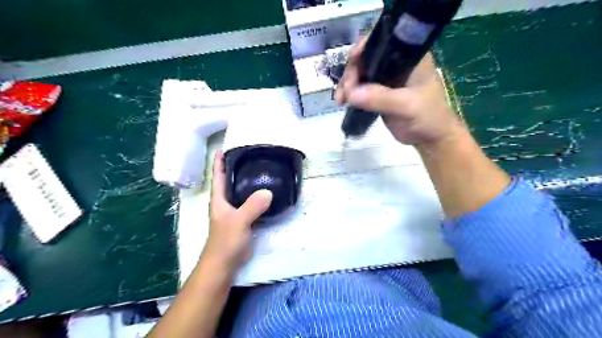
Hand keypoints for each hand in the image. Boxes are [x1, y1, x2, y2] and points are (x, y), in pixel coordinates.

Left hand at [204, 151, 274, 270]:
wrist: (224, 264)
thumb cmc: (226, 241)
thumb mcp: (239, 221)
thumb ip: (252, 206)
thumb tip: (268, 191)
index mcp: (219, 199)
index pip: (219, 176)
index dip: (219, 162)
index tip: (223, 148)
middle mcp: (225, 203)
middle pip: (230, 181)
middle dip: (236, 168)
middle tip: (248, 155)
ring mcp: (234, 212)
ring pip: (240, 192)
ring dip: (247, 182)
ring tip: (259, 170)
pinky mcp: (243, 220)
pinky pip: (249, 203)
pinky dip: (256, 196)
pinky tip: (266, 193)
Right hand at [334, 36, 463, 147]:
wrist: (428, 137)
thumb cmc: (427, 116)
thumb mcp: (407, 106)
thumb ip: (381, 98)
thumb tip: (351, 93)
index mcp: (409, 56)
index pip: (384, 40)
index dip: (365, 46)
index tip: (353, 59)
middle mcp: (395, 62)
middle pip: (366, 58)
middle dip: (352, 72)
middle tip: (347, 92)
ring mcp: (385, 78)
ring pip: (359, 73)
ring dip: (347, 85)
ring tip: (341, 101)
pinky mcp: (378, 92)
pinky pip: (359, 88)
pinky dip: (349, 94)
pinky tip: (343, 103)